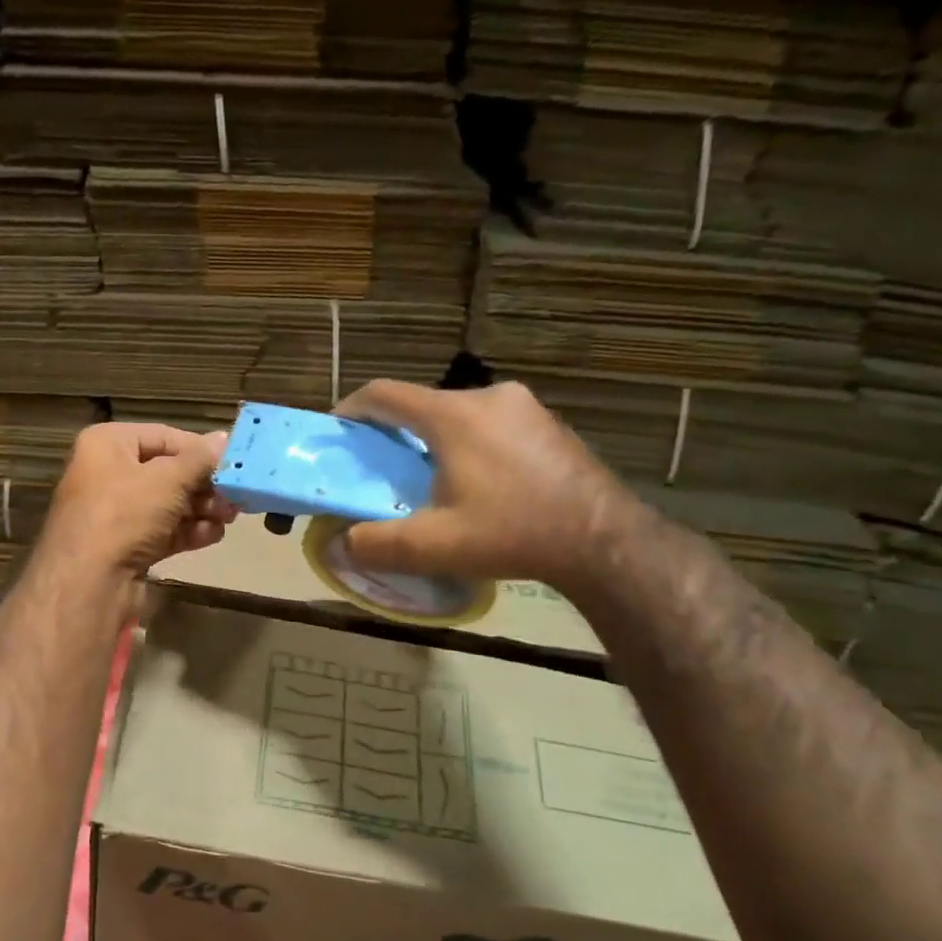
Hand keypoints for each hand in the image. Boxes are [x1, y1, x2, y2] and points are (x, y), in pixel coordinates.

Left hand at [39, 423, 236, 577]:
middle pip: (167, 472)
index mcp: (107, 444)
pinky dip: (187, 532)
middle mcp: (107, 473)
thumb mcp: (168, 480)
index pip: (163, 436)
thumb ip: (200, 460)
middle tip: (236, 496)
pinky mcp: (124, 545)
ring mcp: (114, 513)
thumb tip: (224, 439)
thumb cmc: (125, 514)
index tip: (232, 462)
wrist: (88, 582)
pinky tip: (212, 535)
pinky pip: (161, 531)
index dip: (199, 449)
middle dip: (203, 485)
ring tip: (229, 517)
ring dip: (201, 510)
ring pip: (167, 504)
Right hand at [333, 379, 637, 590]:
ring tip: (431, 481)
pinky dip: (470, 444)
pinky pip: (491, 424)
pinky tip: (480, 484)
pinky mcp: (548, 422)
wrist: (604, 540)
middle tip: (384, 470)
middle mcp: (488, 396)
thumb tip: (340, 544)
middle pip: (422, 404)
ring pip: (458, 414)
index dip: (351, 409)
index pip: (384, 394)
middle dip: (395, 432)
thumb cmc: (513, 533)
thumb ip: (377, 543)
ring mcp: (524, 406)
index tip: (337, 432)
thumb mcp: (434, 546)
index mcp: (453, 415)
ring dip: (435, 440)